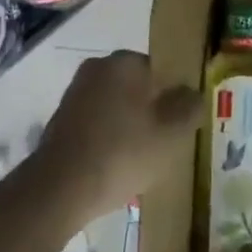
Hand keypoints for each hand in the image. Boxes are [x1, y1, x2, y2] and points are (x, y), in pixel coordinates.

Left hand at [35, 50, 201, 225]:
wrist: (59, 189)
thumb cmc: (122, 152)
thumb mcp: (172, 133)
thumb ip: (190, 108)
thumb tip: (192, 95)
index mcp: (125, 61)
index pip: (160, 70)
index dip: (172, 97)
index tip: (177, 124)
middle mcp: (97, 68)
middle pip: (136, 87)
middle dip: (149, 110)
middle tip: (161, 142)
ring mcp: (75, 94)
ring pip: (115, 106)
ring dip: (127, 125)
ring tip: (137, 159)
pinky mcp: (60, 120)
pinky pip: (95, 123)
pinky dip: (106, 139)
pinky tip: (112, 166)